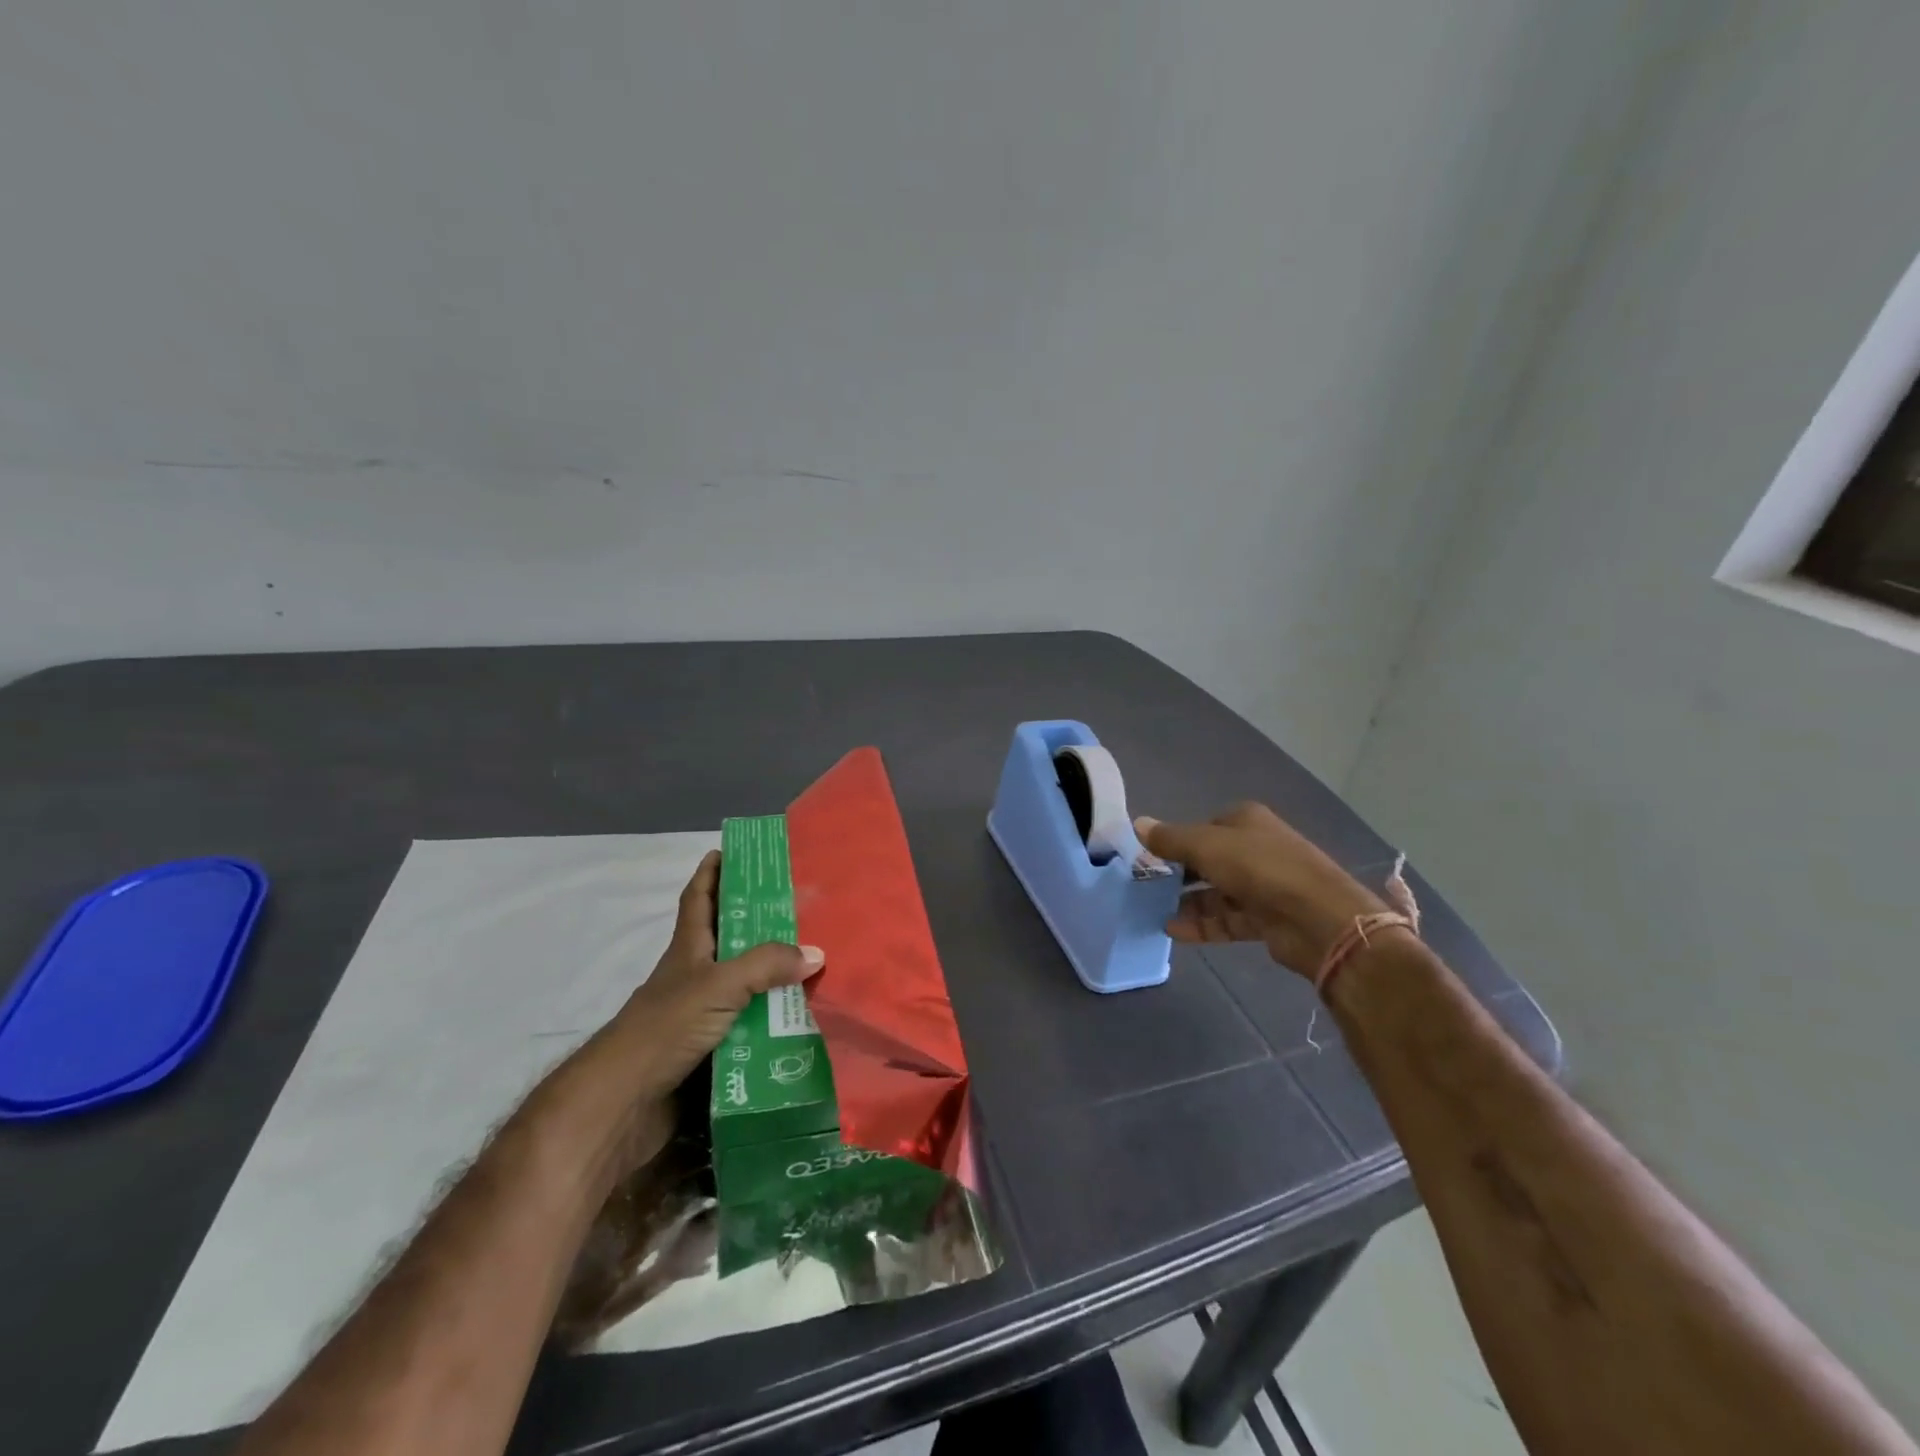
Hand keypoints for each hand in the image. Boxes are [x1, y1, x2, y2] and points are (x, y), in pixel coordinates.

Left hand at [607, 850, 823, 1093]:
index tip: (729, 851)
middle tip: (800, 909)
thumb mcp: (718, 985)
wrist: (624, 1103)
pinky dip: (771, 1022)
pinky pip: (748, 1026)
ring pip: (743, 986)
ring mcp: (699, 1014)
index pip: (698, 899)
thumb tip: (815, 952)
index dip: (710, 873)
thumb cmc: (665, 1027)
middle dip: (758, 923)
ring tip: (814, 964)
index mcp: (689, 950)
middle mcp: (694, 976)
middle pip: (728, 940)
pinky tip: (800, 1022)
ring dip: (772, 977)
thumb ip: (766, 966)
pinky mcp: (707, 1050)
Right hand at [1136, 803, 1383, 977]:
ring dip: (1188, 902)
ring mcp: (1264, 885)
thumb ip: (1170, 839)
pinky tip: (1174, 931)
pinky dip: (1203, 924)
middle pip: (1210, 860)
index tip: (1151, 857)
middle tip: (1148, 887)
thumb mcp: (1206, 846)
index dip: (1178, 840)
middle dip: (1180, 874)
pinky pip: (1228, 919)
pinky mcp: (1268, 919)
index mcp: (1246, 822)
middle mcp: (1257, 849)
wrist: (1318, 919)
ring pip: (1217, 892)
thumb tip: (1137, 823)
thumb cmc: (1259, 868)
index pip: (1204, 827)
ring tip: (1155, 912)